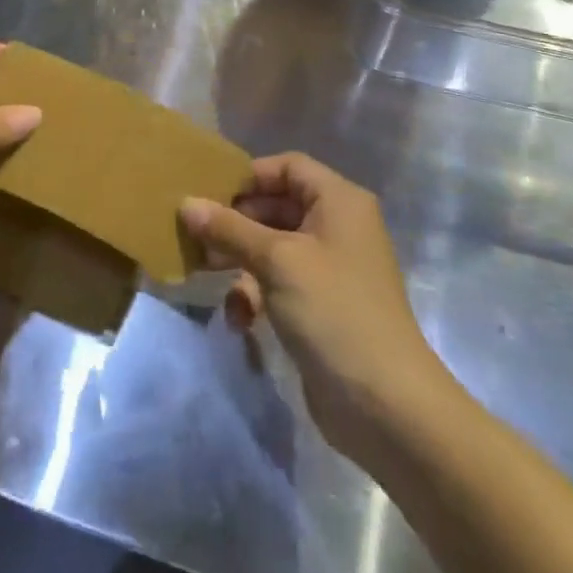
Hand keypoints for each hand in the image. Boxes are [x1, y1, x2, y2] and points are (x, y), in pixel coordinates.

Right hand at [181, 153, 436, 462]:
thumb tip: (186, 203)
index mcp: (339, 201)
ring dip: (238, 260)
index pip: (288, 166)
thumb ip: (229, 229)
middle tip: (195, 234)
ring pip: (272, 248)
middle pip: (276, 206)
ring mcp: (330, 269)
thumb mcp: (277, 261)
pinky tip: (239, 320)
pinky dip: (255, 295)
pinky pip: (279, 284)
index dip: (249, 176)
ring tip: (202, 273)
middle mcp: (337, 227)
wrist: (386, 405)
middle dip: (235, 222)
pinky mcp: (320, 307)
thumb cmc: (333, 311)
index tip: (208, 194)